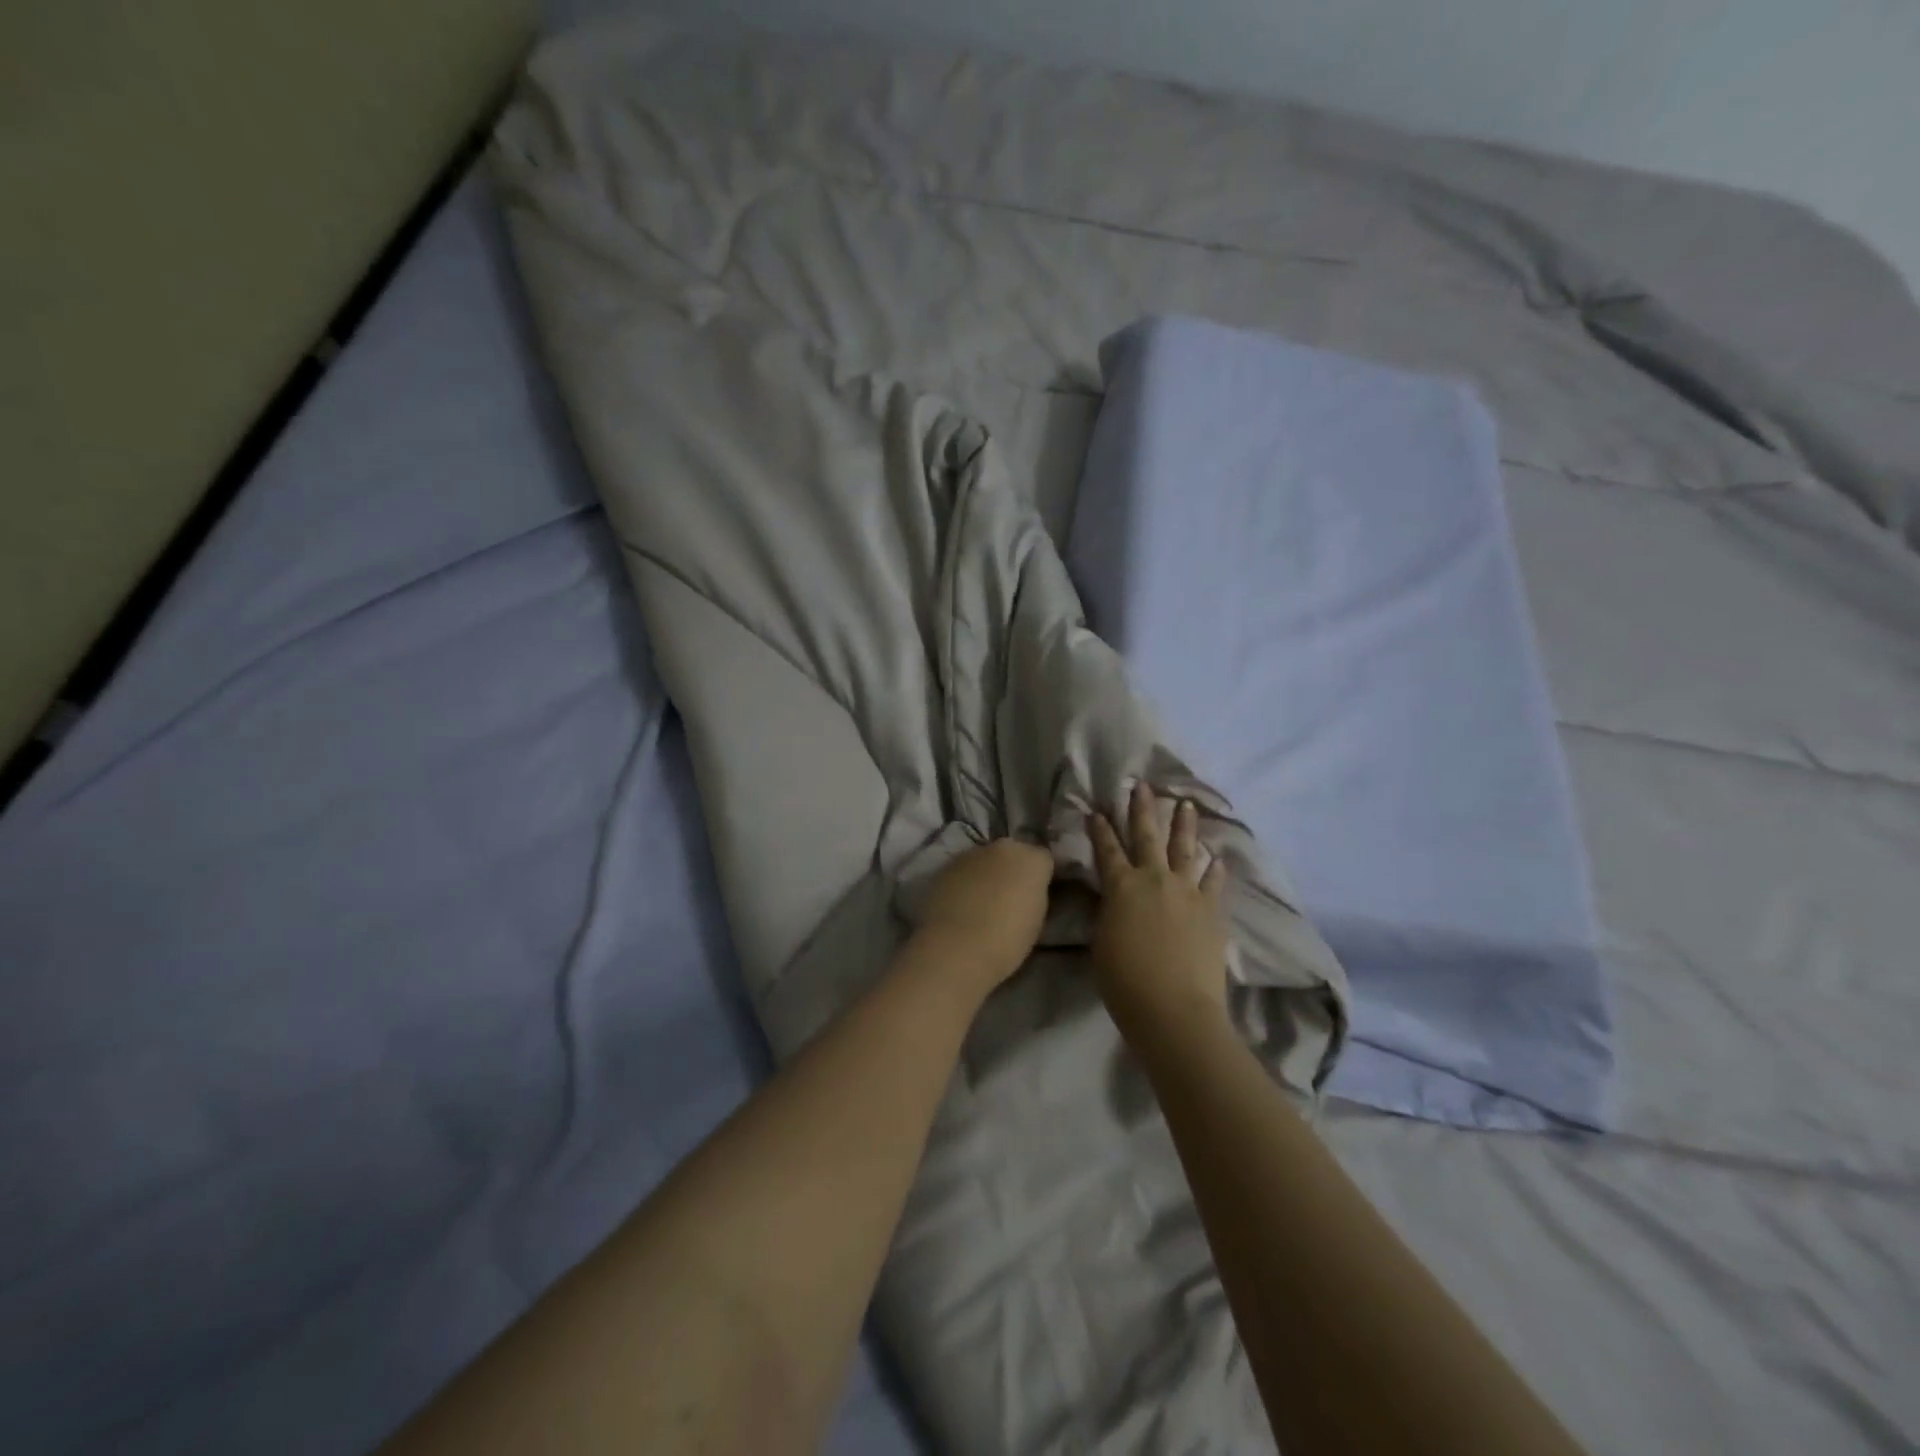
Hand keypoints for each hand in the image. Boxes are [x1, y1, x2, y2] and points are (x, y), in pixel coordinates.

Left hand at [914, 837, 1055, 994]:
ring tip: (981, 903)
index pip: (1044, 859)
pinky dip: (965, 882)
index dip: (1040, 877)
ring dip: (987, 874)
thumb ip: (1033, 895)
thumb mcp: (1036, 920)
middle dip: (1012, 869)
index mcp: (1032, 859)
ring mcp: (971, 853)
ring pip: (985, 860)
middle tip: (1009, 897)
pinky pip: (963, 871)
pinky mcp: (946, 866)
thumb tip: (1025, 892)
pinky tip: (960, 905)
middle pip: (1013, 854)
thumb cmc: (1007, 941)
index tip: (1035, 895)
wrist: (956, 948)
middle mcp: (1003, 847)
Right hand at [1088, 783, 1230, 1035]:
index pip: (1107, 849)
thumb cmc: (1125, 981)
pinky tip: (1218, 858)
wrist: (1174, 1009)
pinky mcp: (1211, 912)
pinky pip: (1214, 883)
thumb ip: (1108, 913)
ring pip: (1185, 850)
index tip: (1097, 810)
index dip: (1100, 829)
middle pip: (1147, 836)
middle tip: (1142, 786)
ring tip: (1186, 804)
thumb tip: (1113, 899)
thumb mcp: (1101, 942)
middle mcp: (1154, 880)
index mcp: (1121, 887)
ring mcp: (1187, 893)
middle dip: (1141, 809)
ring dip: (1184, 825)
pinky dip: (1215, 869)